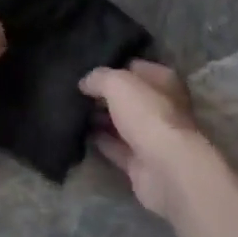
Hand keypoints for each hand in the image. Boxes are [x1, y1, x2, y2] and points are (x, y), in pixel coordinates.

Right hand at [80, 61, 215, 218]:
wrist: (165, 169)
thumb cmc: (147, 115)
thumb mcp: (118, 83)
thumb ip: (99, 78)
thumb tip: (85, 82)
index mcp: (163, 81)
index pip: (135, 68)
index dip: (112, 67)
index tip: (86, 71)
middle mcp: (161, 106)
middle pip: (128, 97)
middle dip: (104, 95)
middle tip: (75, 92)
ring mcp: (152, 136)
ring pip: (122, 123)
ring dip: (101, 119)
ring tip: (72, 112)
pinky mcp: (141, 162)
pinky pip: (116, 147)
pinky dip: (101, 142)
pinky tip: (80, 135)